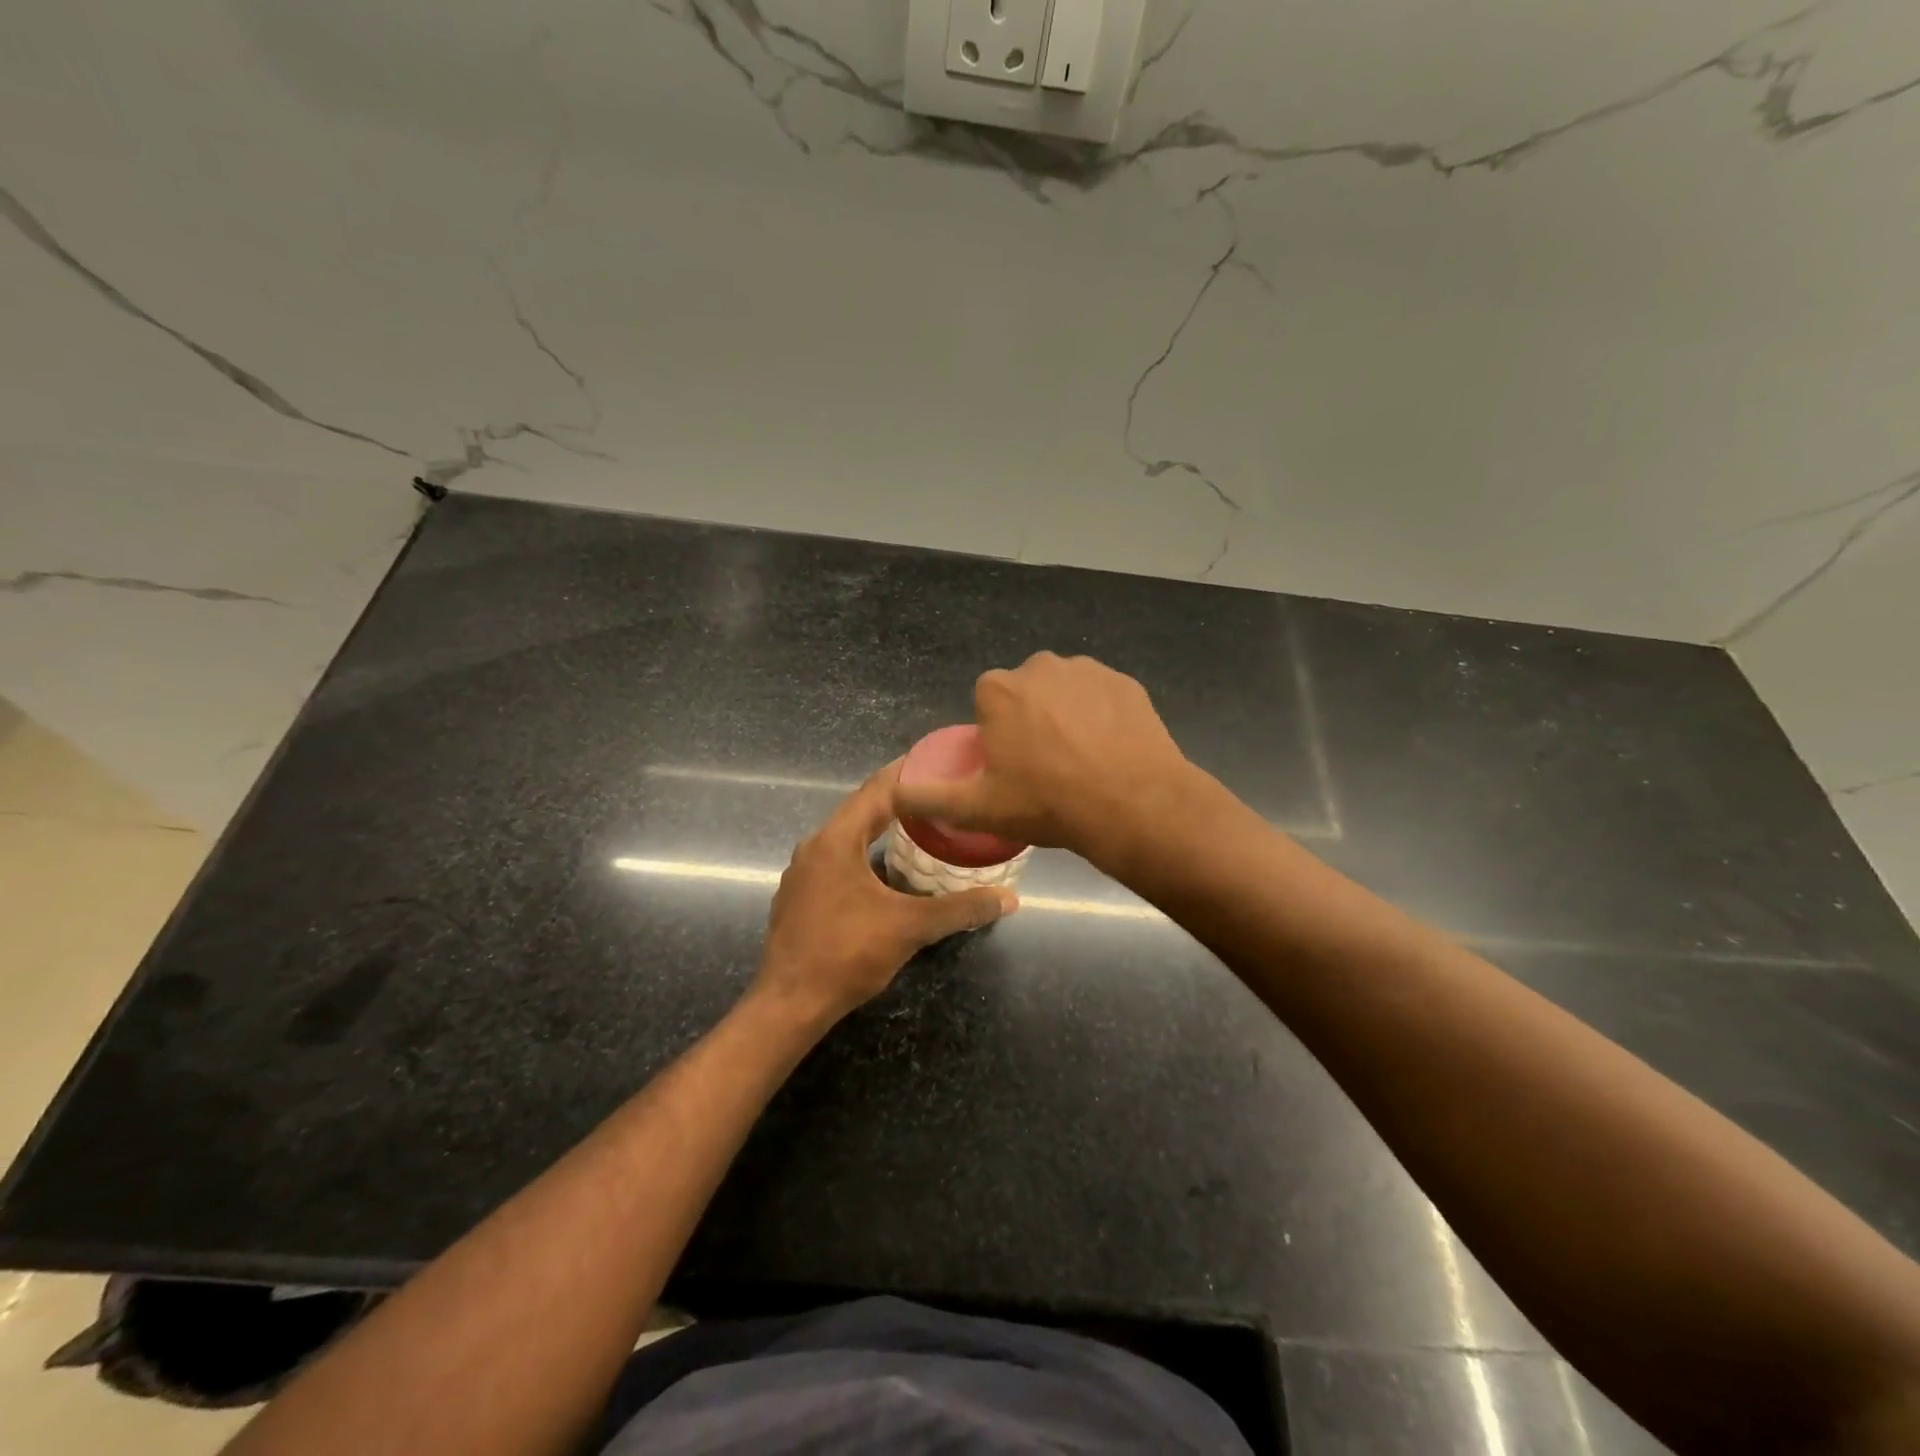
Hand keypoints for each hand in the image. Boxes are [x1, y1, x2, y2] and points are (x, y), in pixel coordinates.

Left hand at [753, 761, 1016, 1024]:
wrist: (789, 1004)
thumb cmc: (847, 954)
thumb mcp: (910, 928)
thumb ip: (960, 909)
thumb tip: (1009, 899)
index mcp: (836, 841)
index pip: (877, 790)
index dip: (908, 773)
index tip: (938, 760)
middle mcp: (814, 846)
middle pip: (861, 809)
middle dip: (899, 800)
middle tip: (939, 793)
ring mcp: (802, 872)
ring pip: (847, 836)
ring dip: (881, 828)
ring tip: (920, 827)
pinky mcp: (799, 895)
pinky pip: (837, 859)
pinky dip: (864, 853)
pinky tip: (886, 870)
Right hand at [890, 652, 1192, 866]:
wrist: (1132, 805)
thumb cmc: (1046, 803)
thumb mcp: (977, 808)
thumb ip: (928, 797)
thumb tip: (895, 793)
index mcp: (999, 689)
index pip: (987, 704)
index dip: (997, 736)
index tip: (1013, 768)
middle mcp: (1040, 666)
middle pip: (1025, 694)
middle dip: (1030, 721)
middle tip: (1046, 769)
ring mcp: (1088, 670)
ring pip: (1065, 692)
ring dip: (1066, 717)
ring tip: (1081, 762)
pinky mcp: (1126, 682)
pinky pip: (1102, 697)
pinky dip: (1102, 717)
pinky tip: (1110, 751)